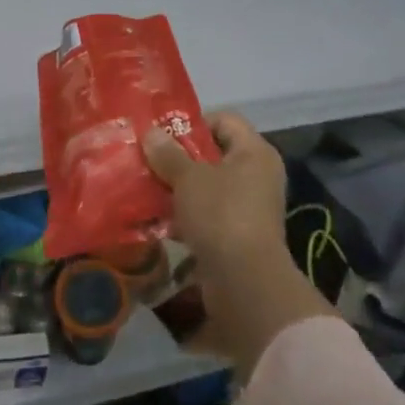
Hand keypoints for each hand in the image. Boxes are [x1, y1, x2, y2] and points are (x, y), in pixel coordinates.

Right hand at [144, 112, 336, 370]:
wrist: (244, 284)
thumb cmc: (221, 215)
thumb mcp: (188, 178)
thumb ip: (168, 153)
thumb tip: (151, 132)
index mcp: (255, 152)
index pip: (225, 120)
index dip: (194, 122)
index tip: (164, 134)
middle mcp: (257, 176)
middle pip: (213, 154)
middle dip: (179, 157)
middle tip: (149, 159)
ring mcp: (249, 208)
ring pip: (207, 187)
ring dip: (179, 188)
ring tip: (147, 187)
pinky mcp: (237, 236)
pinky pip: (207, 215)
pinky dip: (184, 215)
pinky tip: (156, 218)